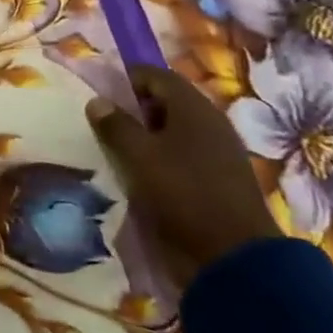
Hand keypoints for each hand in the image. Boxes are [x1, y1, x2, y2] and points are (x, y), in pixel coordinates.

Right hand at [86, 65, 280, 291]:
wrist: (235, 257)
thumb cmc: (182, 193)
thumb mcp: (138, 156)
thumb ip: (114, 125)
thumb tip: (97, 101)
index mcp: (194, 108)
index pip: (155, 75)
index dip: (125, 79)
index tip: (99, 94)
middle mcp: (210, 123)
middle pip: (166, 102)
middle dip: (133, 109)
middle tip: (104, 123)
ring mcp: (219, 152)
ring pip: (174, 131)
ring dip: (146, 136)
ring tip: (117, 150)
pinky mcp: (219, 179)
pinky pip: (183, 156)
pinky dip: (161, 158)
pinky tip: (141, 174)